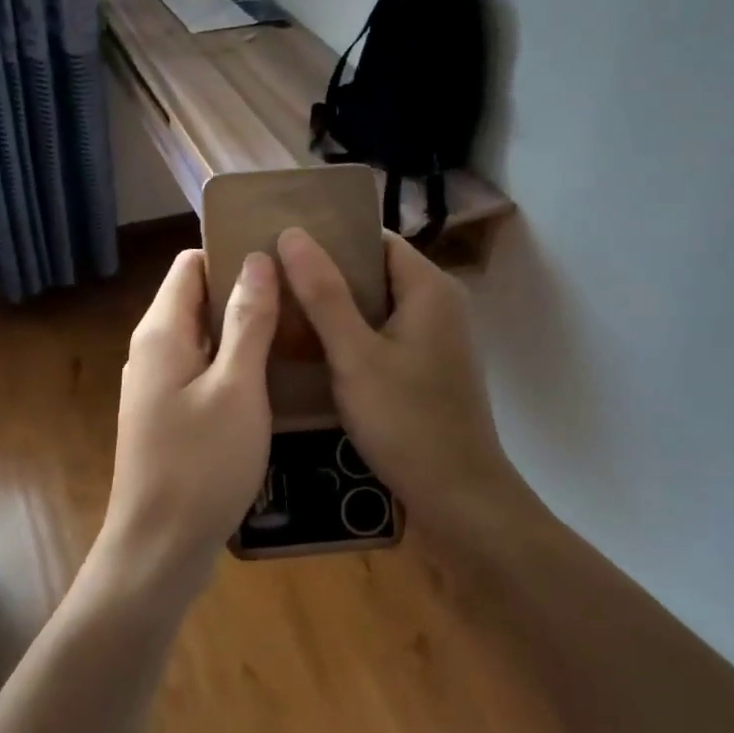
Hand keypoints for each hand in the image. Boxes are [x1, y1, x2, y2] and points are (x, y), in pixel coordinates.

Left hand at [91, 248, 277, 606]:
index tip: (281, 256)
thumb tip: (257, 259)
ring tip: (297, 327)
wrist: (159, 549)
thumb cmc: (200, 464)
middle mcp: (153, 349)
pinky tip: (273, 374)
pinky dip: (235, 362)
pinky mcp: (170, 415)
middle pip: (198, 298)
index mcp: (161, 332)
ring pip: (204, 336)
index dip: (232, 253)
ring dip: (244, 328)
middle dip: (245, 290)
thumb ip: (247, 320)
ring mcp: (159, 385)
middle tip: (301, 292)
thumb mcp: (236, 387)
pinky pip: (204, 370)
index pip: (191, 264)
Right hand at [277, 228, 513, 509]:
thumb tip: (292, 234)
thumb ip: (323, 294)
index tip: (283, 243)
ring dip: (336, 306)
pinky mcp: (428, 366)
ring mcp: (436, 337)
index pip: (375, 239)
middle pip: (375, 270)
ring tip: (283, 308)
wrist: (459, 497)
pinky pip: (383, 333)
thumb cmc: (407, 421)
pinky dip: (352, 334)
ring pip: (377, 305)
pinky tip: (314, 348)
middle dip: (327, 273)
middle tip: (273, 278)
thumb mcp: (355, 356)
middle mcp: (439, 303)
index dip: (331, 236)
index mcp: (429, 288)